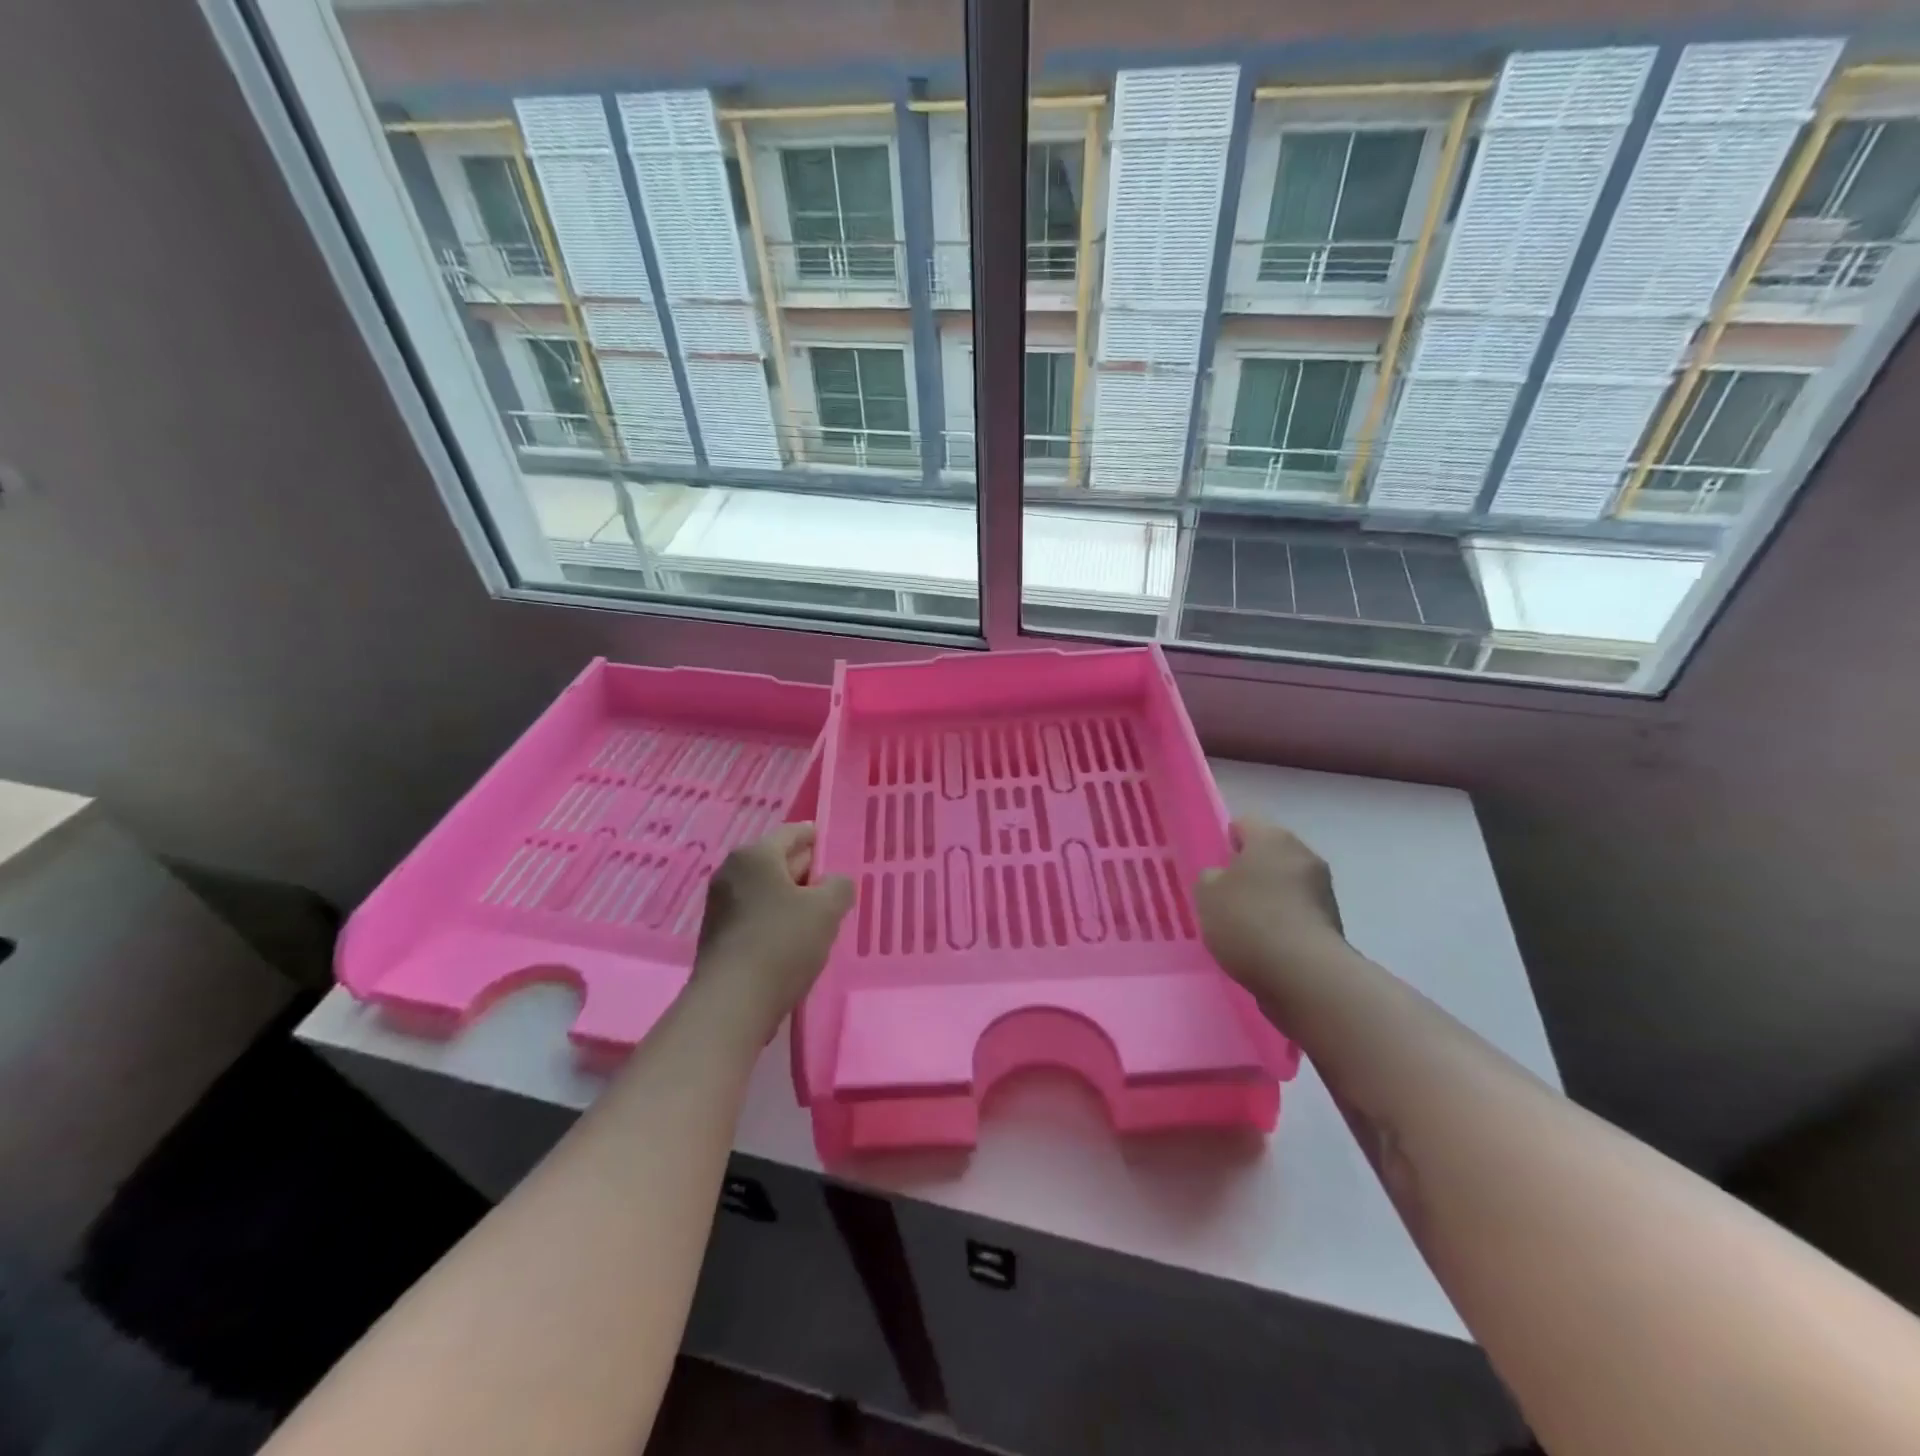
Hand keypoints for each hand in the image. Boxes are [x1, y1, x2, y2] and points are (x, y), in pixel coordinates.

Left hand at [692, 823, 853, 1033]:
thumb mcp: (827, 910)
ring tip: (820, 915)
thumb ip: (839, 886)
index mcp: (755, 855)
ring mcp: (720, 905)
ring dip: (792, 898)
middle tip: (834, 884)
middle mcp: (731, 872)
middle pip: (778, 861)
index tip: (834, 844)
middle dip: (806, 870)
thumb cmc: (782, 943)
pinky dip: (776, 919)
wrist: (732, 1003)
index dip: (816, 836)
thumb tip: (834, 882)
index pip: (792, 833)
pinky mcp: (718, 935)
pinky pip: (755, 914)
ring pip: (767, 890)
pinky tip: (795, 939)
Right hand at [1195, 818, 1344, 987]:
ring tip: (1245, 928)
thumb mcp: (1206, 895)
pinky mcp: (1333, 923)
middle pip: (1268, 854)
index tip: (1215, 867)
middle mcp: (1303, 854)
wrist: (1305, 975)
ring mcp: (1323, 890)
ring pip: (1285, 884)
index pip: (1244, 824)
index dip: (1226, 841)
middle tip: (1226, 897)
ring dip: (1268, 898)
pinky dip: (1283, 923)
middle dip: (1249, 871)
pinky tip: (1265, 946)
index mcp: (1273, 837)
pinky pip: (1297, 913)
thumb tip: (1223, 879)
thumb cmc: (1248, 920)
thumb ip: (1210, 878)